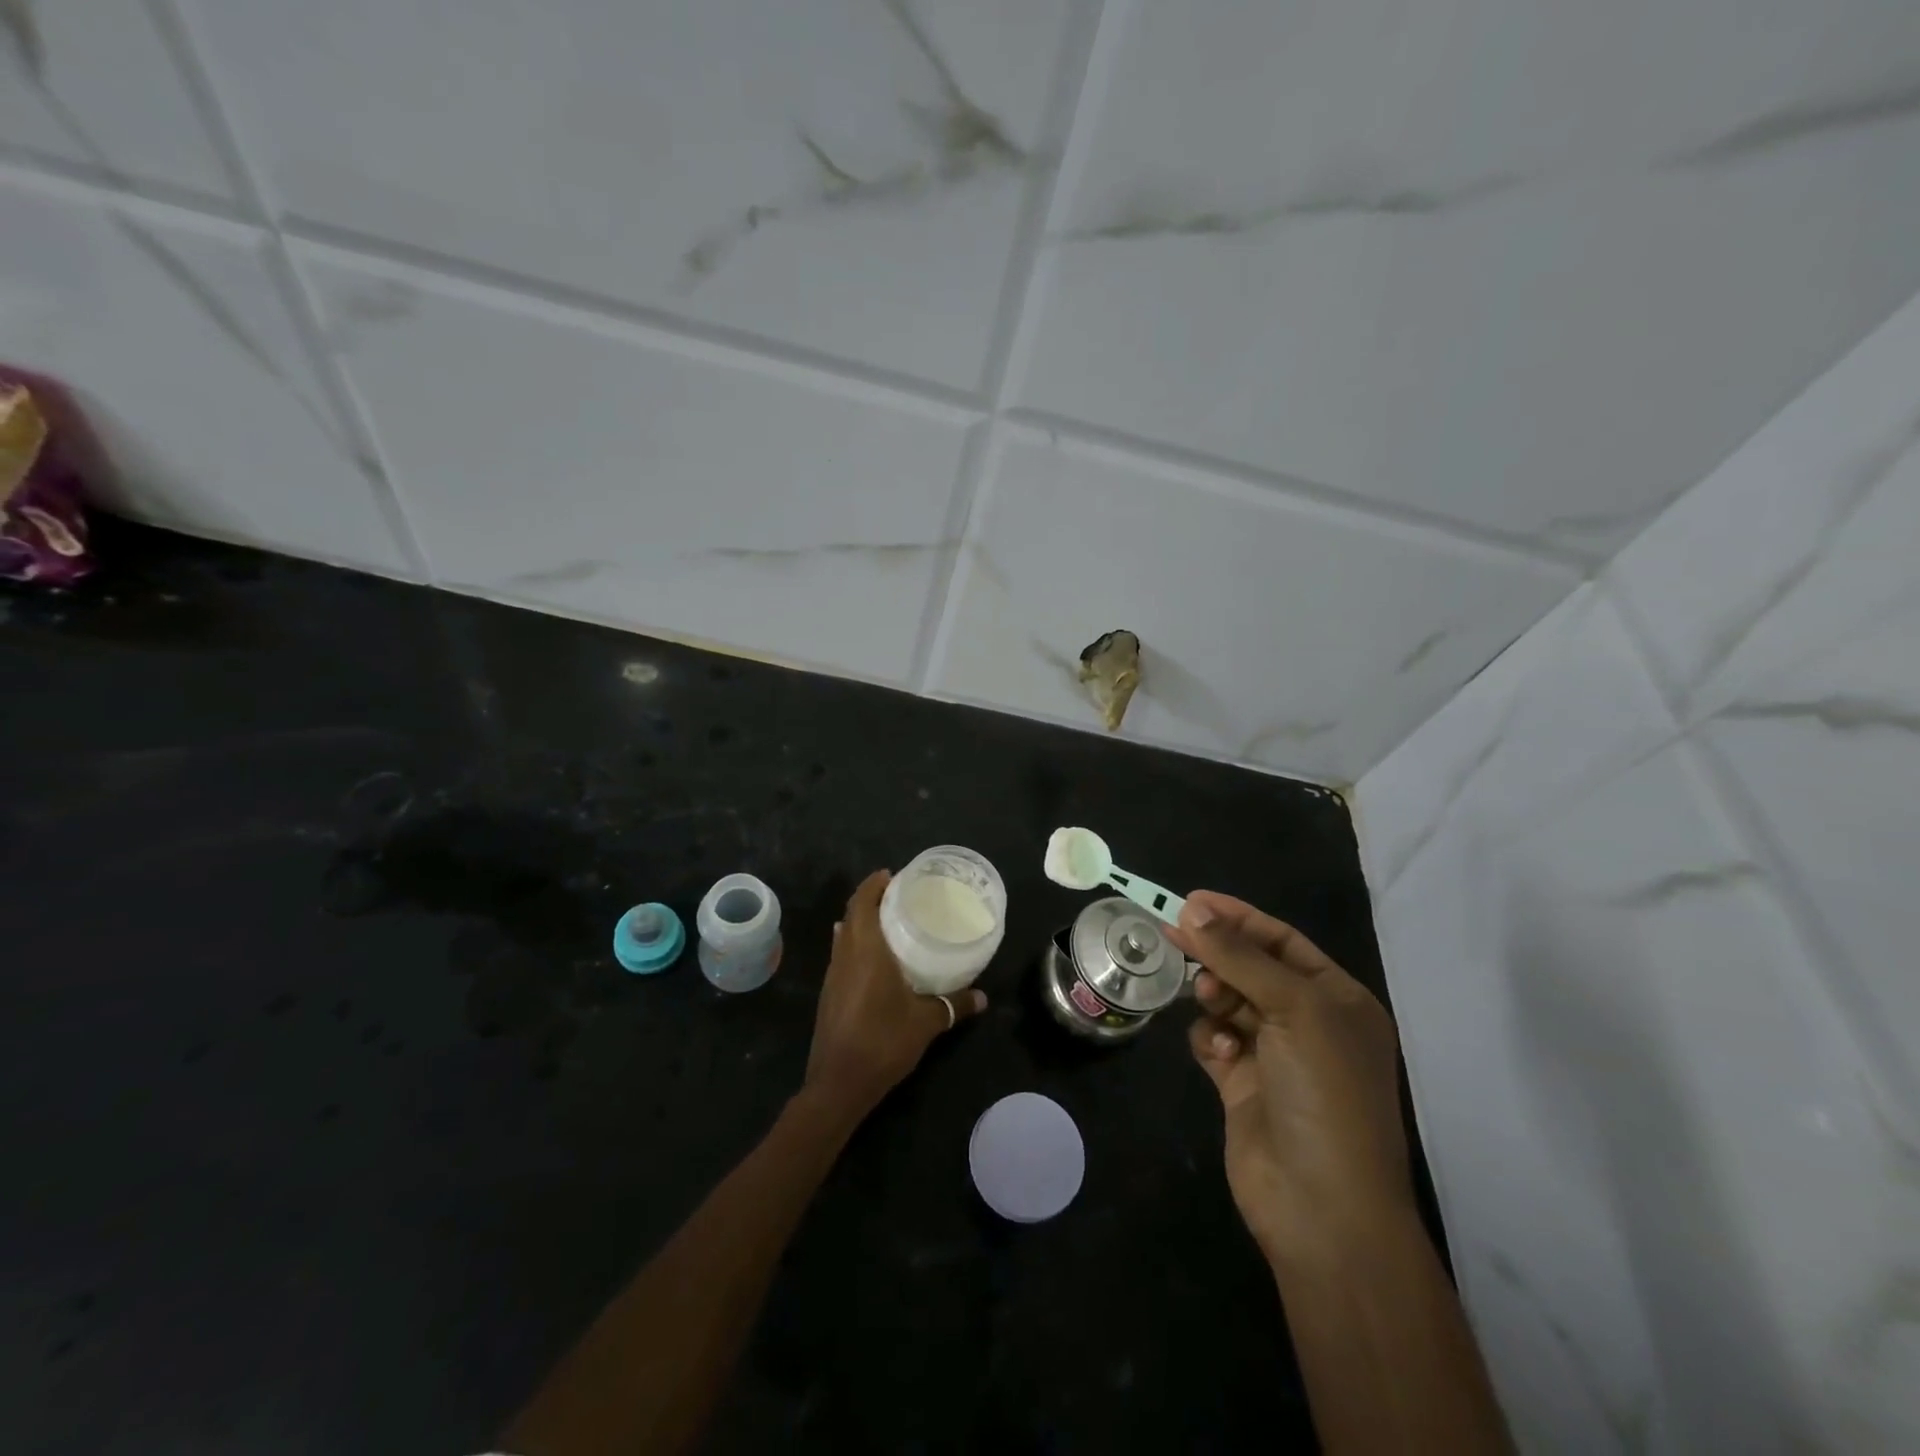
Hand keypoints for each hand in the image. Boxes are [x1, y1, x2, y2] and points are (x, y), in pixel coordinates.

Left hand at [803, 869, 985, 1123]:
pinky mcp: (829, 995)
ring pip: (843, 936)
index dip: (873, 884)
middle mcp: (844, 956)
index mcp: (865, 950)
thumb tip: (983, 997)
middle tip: (898, 896)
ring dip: (861, 922)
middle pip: (851, 915)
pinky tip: (875, 959)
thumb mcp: (926, 1022)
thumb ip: (954, 1005)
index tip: (891, 874)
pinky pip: (842, 956)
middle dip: (870, 900)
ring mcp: (832, 976)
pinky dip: (856, 944)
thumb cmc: (883, 1041)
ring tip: (889, 922)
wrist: (838, 1084)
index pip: (862, 903)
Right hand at [1163, 891, 1411, 1264]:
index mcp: (1338, 1000)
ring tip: (1208, 998)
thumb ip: (1240, 955)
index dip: (1238, 917)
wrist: (1322, 1206)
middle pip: (1251, 969)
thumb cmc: (1324, 1092)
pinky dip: (1211, 1038)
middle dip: (1218, 953)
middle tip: (1174, 934)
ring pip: (1228, 1002)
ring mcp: (1275, 1056)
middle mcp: (1309, 1024)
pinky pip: (1215, 1040)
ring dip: (1214, 994)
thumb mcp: (1294, 1009)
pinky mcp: (1241, 1085)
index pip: (1282, 941)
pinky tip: (1219, 1052)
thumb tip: (1193, 908)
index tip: (1191, 900)